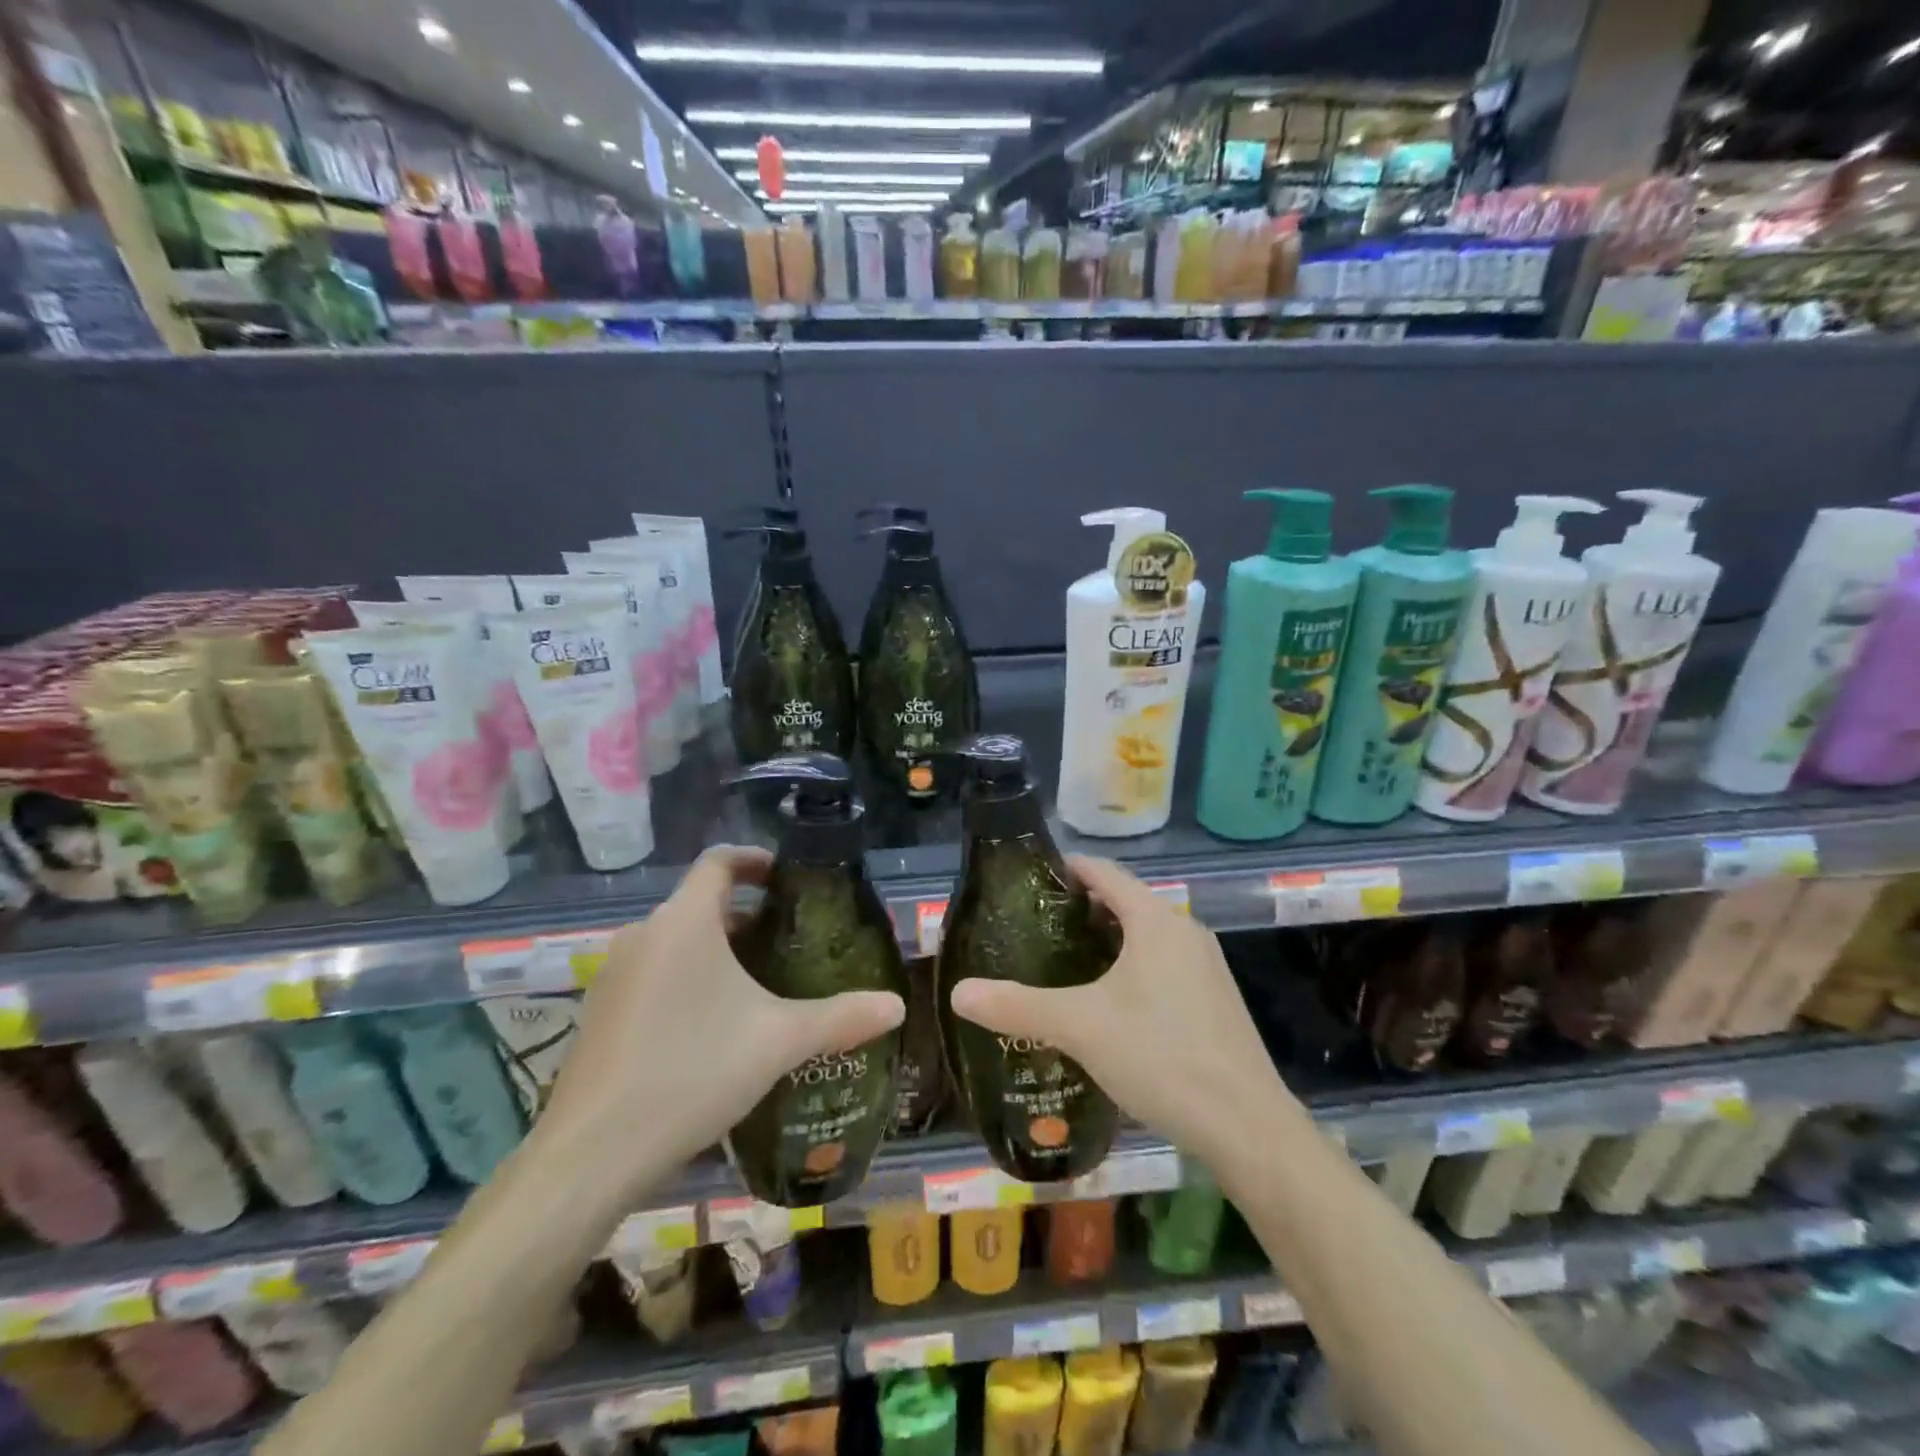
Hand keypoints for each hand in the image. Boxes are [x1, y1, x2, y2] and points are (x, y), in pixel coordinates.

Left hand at [541, 846, 905, 1196]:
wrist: (592, 1154)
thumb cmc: (692, 1072)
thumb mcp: (778, 1041)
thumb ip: (841, 1017)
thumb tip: (897, 1005)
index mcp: (685, 921)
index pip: (719, 861)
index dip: (754, 860)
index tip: (786, 879)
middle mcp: (643, 934)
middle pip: (700, 904)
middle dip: (744, 917)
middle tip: (786, 945)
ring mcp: (613, 974)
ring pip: (675, 942)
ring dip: (714, 951)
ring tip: (755, 987)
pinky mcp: (599, 1012)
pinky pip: (651, 974)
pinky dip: (684, 980)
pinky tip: (708, 1028)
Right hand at [949, 855, 1291, 1171]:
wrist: (1246, 1125)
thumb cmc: (1161, 1056)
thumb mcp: (1080, 1027)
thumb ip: (1018, 1006)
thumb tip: (959, 993)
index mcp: (1155, 921)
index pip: (1105, 872)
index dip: (1068, 868)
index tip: (1031, 878)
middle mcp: (1185, 931)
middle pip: (1127, 901)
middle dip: (1083, 908)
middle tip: (1037, 927)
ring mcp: (1206, 966)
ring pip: (1147, 935)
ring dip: (1109, 939)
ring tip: (1065, 962)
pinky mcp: (1215, 998)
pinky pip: (1165, 963)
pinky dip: (1132, 965)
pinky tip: (1110, 1003)